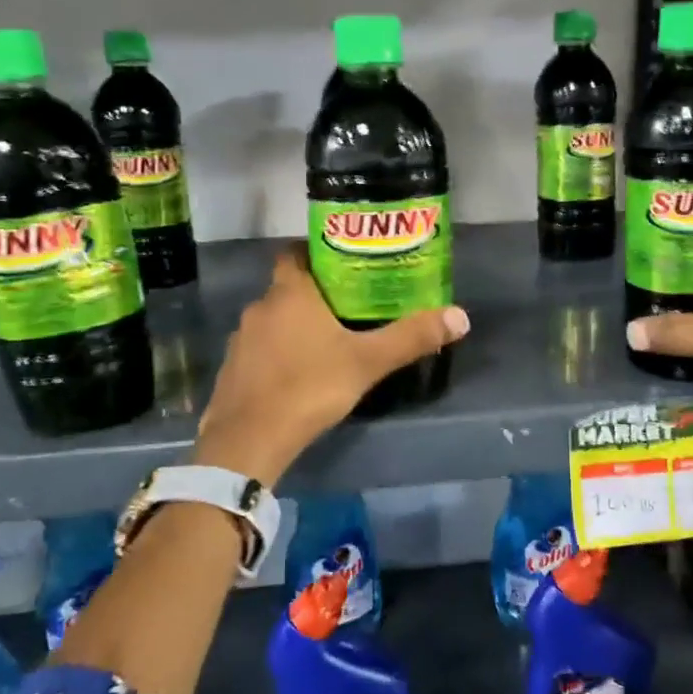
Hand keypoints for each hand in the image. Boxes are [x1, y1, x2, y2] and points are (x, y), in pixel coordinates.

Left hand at [192, 246, 468, 484]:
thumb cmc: (310, 387)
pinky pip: (259, 349)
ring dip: (294, 325)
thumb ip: (411, 338)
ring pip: (273, 320)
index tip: (342, 263)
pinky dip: (277, 352)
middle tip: (348, 305)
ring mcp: (241, 339)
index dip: (314, 253)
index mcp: (290, 293)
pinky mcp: (231, 369)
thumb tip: (460, 316)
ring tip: (326, 339)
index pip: (294, 253)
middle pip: (287, 287)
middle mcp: (260, 307)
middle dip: (314, 293)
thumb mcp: (368, 362)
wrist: (249, 440)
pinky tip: (298, 372)